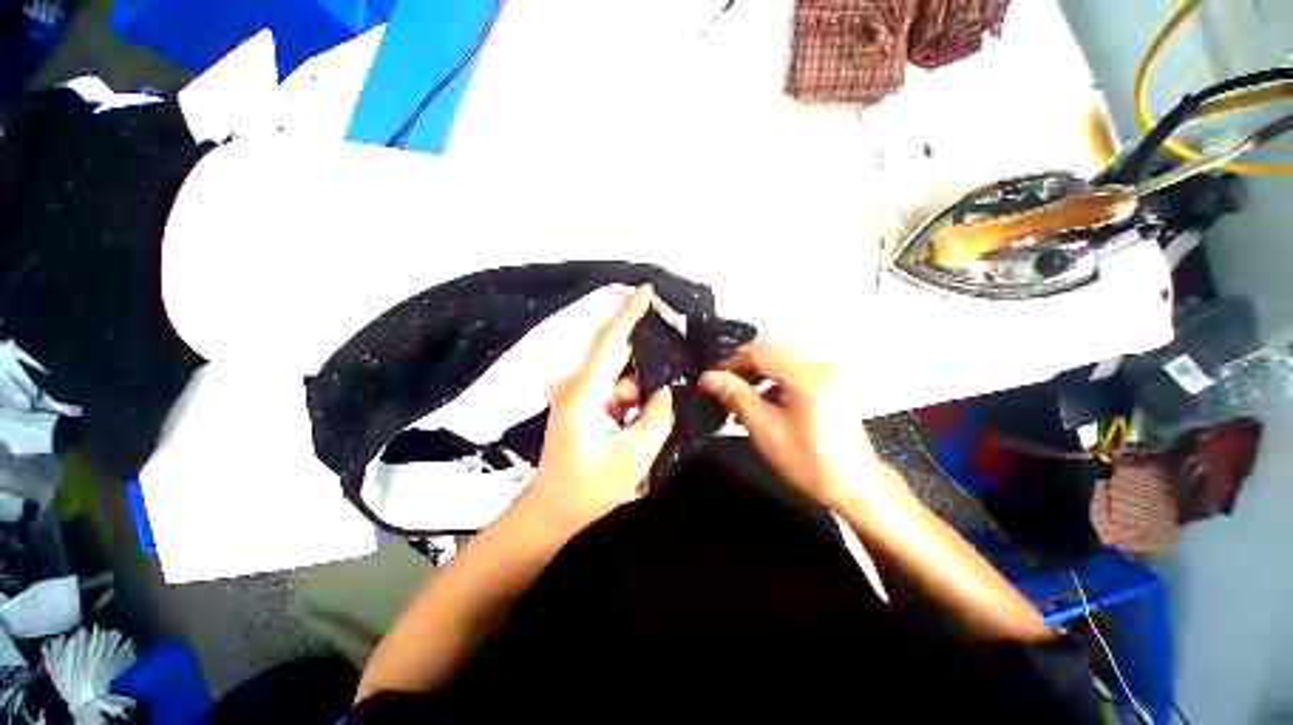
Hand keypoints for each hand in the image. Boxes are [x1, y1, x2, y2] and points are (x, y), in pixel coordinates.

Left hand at [525, 285, 675, 529]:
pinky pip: (612, 386)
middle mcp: (576, 386)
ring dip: (639, 379)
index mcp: (584, 394)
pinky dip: (631, 391)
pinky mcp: (581, 403)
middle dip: (643, 346)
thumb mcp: (633, 458)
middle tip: (674, 345)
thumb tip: (665, 391)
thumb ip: (656, 420)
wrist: (553, 509)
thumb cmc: (588, 488)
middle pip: (613, 352)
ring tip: (659, 395)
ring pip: (616, 373)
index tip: (647, 290)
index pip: (609, 343)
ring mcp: (577, 394)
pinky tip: (644, 407)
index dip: (628, 314)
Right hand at [700, 340, 909, 513]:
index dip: (730, 363)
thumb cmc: (808, 463)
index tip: (709, 380)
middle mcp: (820, 364)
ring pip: (780, 357)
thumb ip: (736, 397)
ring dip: (756, 371)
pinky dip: (772, 378)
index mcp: (807, 376)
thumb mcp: (765, 430)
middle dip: (742, 365)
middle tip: (721, 386)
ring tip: (738, 394)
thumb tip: (707, 377)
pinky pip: (793, 368)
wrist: (856, 486)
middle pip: (771, 350)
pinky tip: (761, 399)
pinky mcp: (829, 380)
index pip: (759, 353)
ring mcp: (827, 371)